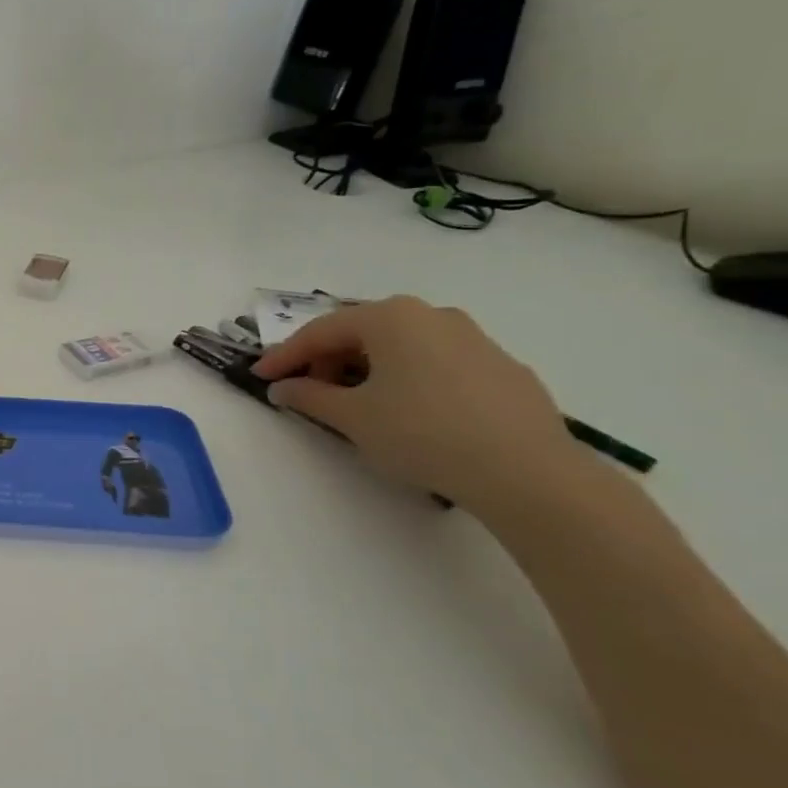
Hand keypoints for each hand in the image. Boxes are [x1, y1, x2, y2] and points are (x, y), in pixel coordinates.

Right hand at [251, 296, 582, 513]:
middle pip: (361, 332)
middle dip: (327, 360)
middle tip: (306, 391)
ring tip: (354, 404)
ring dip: (366, 369)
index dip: (284, 355)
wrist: (527, 472)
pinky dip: (406, 379)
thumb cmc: (422, 433)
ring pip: (400, 346)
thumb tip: (283, 388)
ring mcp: (474, 339)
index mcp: (391, 317)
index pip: (320, 331)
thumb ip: (308, 397)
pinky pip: (435, 363)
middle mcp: (432, 315)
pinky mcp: (501, 368)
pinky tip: (406, 413)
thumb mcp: (351, 417)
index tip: (260, 377)